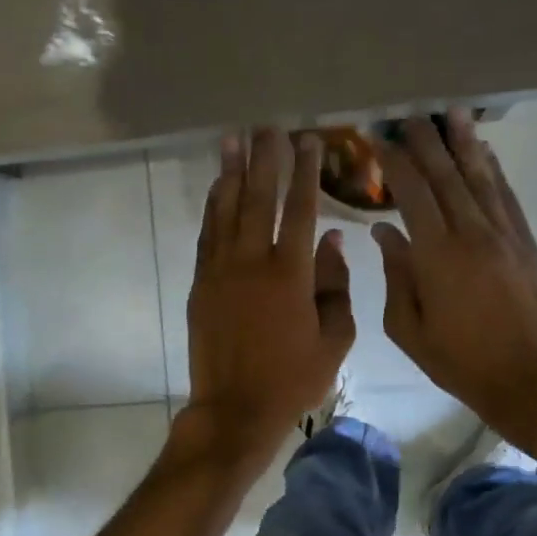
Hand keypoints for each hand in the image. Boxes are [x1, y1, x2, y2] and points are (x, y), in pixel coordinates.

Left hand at [185, 128, 355, 454]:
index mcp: (291, 274)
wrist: (235, 408)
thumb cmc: (293, 379)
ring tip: (233, 140)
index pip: (300, 209)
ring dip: (230, 172)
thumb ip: (336, 286)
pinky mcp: (201, 283)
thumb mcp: (334, 339)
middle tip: (267, 127)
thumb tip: (334, 240)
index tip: (308, 141)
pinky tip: (217, 187)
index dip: (304, 172)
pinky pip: (207, 235)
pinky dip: (212, 207)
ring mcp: (221, 270)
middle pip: (259, 198)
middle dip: (265, 159)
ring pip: (226, 210)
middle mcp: (253, 262)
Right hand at [372, 109, 536, 447]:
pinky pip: (508, 198)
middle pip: (448, 176)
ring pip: (482, 179)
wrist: (527, 379)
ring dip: (466, 144)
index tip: (381, 140)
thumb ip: (396, 274)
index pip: (413, 194)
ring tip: (453, 114)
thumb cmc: (457, 360)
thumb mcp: (407, 327)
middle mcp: (472, 234)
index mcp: (437, 255)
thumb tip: (385, 230)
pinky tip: (485, 153)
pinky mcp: (527, 245)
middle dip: (428, 143)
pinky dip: (495, 172)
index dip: (396, 163)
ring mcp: (505, 236)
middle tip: (412, 116)